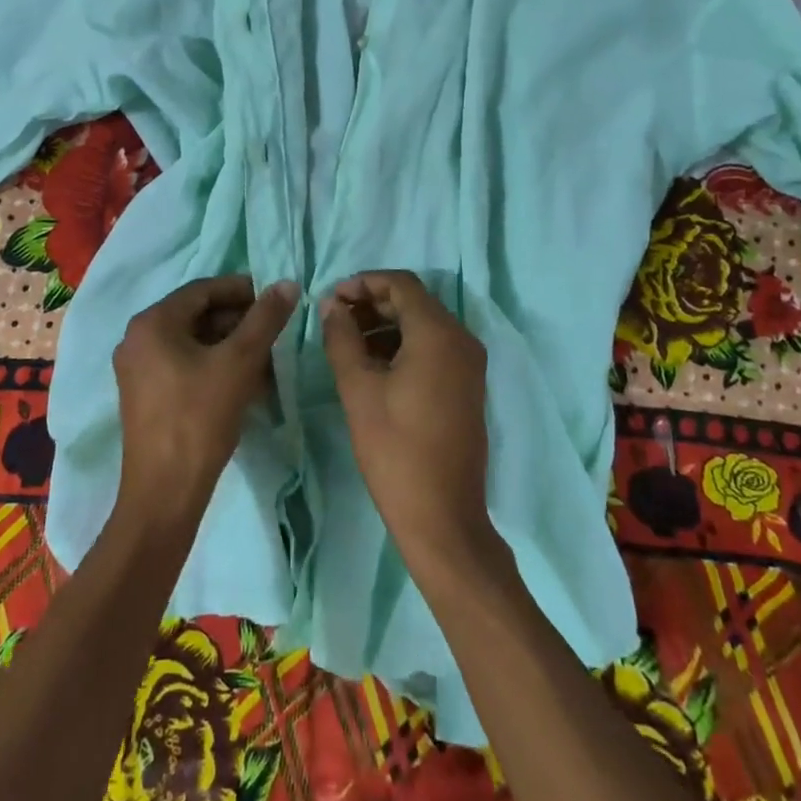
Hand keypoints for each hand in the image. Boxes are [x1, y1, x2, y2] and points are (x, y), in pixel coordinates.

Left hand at [113, 275, 298, 532]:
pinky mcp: (145, 396)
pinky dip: (214, 366)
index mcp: (152, 322)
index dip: (242, 290)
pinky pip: (184, 365)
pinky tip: (245, 382)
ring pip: (193, 342)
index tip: (276, 298)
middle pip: (197, 315)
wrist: (165, 493)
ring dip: (230, 345)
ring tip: (266, 359)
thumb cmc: (200, 418)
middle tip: (274, 332)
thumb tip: (287, 284)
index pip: (203, 290)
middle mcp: (138, 339)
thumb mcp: (239, 362)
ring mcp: (138, 370)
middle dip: (239, 321)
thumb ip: (265, 319)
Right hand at [321, 271, 497, 582]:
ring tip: (347, 342)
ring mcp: (469, 365)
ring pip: (423, 325)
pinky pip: (434, 348)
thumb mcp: (358, 388)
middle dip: (372, 303)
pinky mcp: (467, 386)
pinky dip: (403, 345)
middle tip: (334, 319)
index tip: (331, 299)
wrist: (442, 517)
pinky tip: (373, 365)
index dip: (363, 283)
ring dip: (385, 325)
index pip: (401, 284)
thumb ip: (341, 338)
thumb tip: (330, 305)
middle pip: (414, 302)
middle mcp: (462, 340)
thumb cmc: (395, 449)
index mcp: (439, 334)